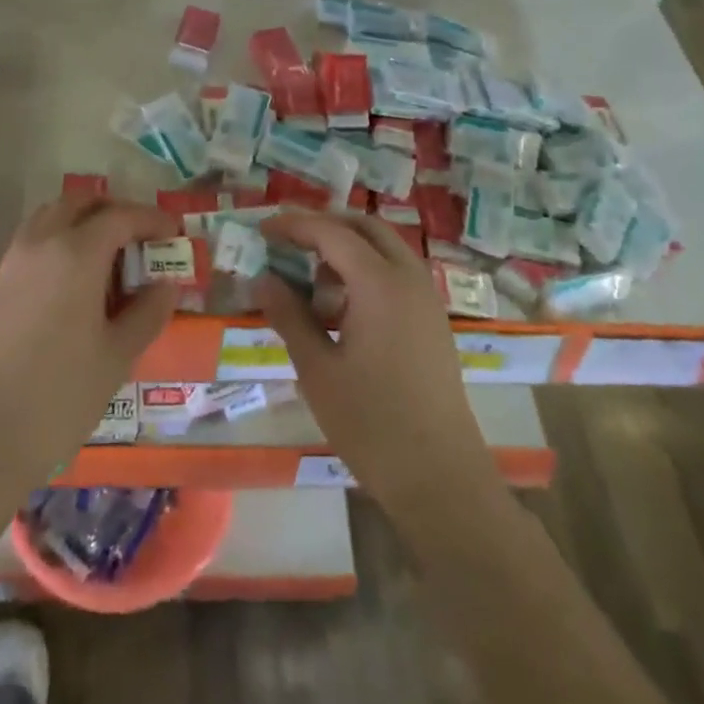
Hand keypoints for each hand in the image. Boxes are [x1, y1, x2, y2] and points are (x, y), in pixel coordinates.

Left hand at [0, 196, 179, 487]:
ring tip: (106, 257)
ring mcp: (11, 262)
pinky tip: (71, 284)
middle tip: (138, 236)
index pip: (120, 216)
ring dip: (81, 223)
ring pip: (49, 218)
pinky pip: (30, 245)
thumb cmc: (64, 394)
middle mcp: (40, 244)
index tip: (173, 231)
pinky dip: (56, 244)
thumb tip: (166, 283)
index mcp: (76, 254)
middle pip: (79, 203)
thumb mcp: (119, 353)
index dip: (151, 219)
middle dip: (112, 211)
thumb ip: (148, 310)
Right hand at [257, 211, 499, 522]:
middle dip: (325, 227)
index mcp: (379, 283)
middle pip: (365, 228)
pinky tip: (343, 308)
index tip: (263, 230)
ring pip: (385, 249)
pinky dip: (367, 270)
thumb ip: (289, 315)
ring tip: (312, 281)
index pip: (332, 232)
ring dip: (348, 249)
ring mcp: (427, 299)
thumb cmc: (371, 422)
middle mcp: (409, 278)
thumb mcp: (317, 368)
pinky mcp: (433, 321)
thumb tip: (263, 279)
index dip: (294, 225)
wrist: (440, 478)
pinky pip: (397, 273)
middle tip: (289, 243)